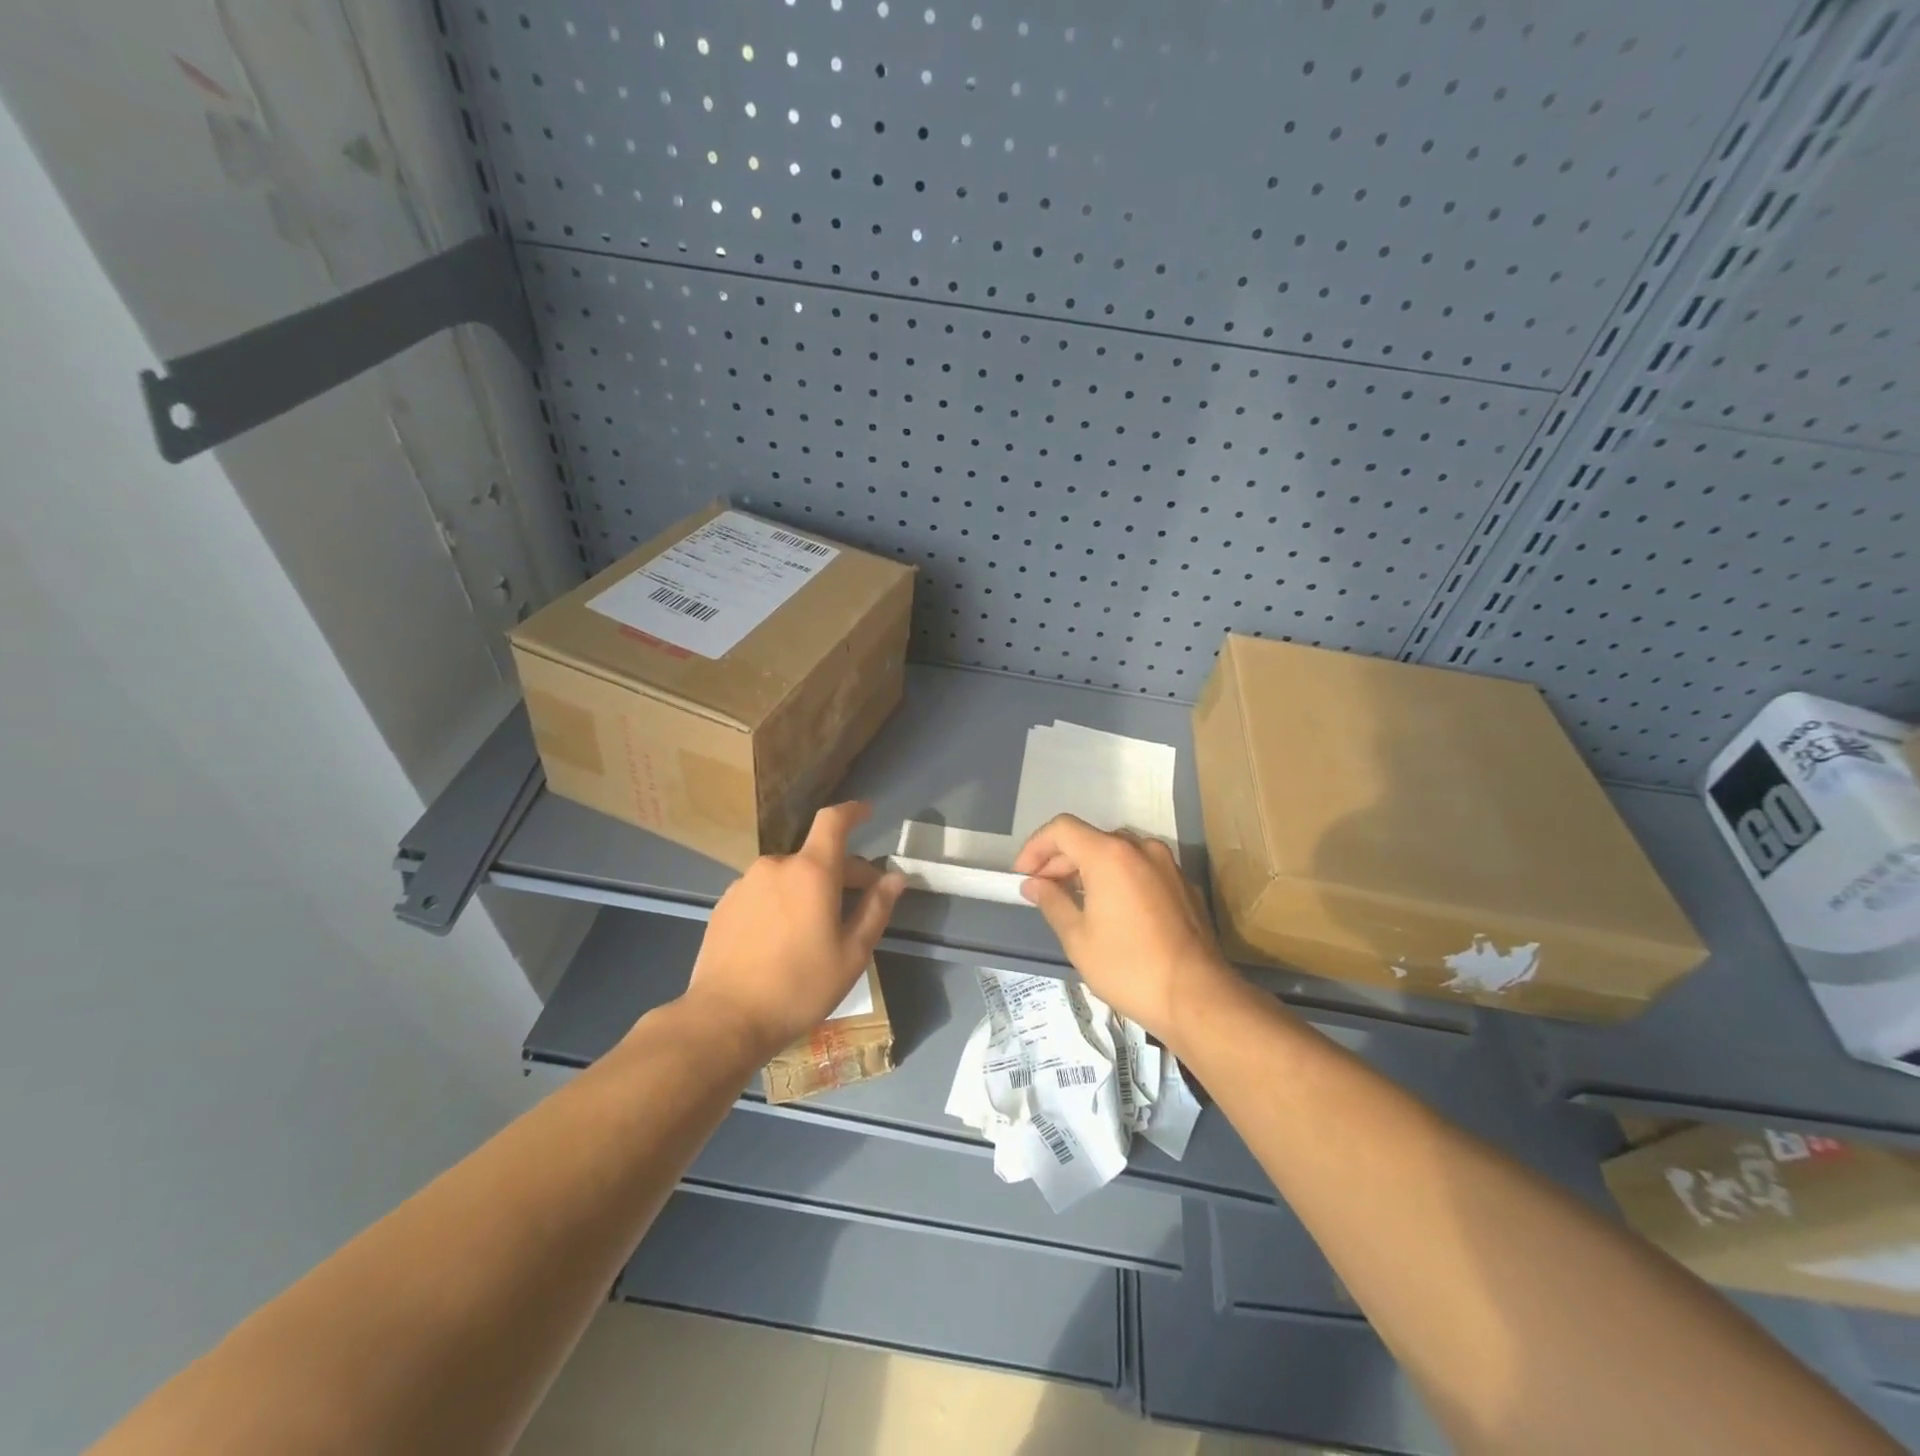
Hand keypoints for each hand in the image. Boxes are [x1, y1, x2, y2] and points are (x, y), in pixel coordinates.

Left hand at [681, 802, 906, 1061]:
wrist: (724, 1018)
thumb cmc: (799, 986)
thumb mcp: (852, 953)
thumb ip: (876, 908)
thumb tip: (895, 877)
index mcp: (811, 871)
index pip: (833, 821)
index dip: (853, 812)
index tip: (867, 813)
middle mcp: (776, 866)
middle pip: (816, 856)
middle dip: (841, 872)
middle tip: (858, 904)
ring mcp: (745, 884)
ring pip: (789, 876)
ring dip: (808, 889)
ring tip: (815, 928)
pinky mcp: (725, 904)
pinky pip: (764, 892)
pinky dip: (780, 903)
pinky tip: (781, 939)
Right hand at [1014, 815, 1237, 1047]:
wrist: (1197, 997)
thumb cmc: (1128, 967)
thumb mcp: (1078, 938)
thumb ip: (1052, 902)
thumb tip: (1034, 885)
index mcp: (1110, 854)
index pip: (1062, 829)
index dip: (1036, 847)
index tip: (1023, 876)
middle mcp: (1140, 848)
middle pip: (1089, 839)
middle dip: (1060, 861)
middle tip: (1042, 892)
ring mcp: (1166, 864)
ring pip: (1116, 852)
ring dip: (1089, 868)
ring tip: (1074, 901)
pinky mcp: (1183, 884)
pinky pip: (1140, 868)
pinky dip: (1117, 878)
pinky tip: (1111, 910)